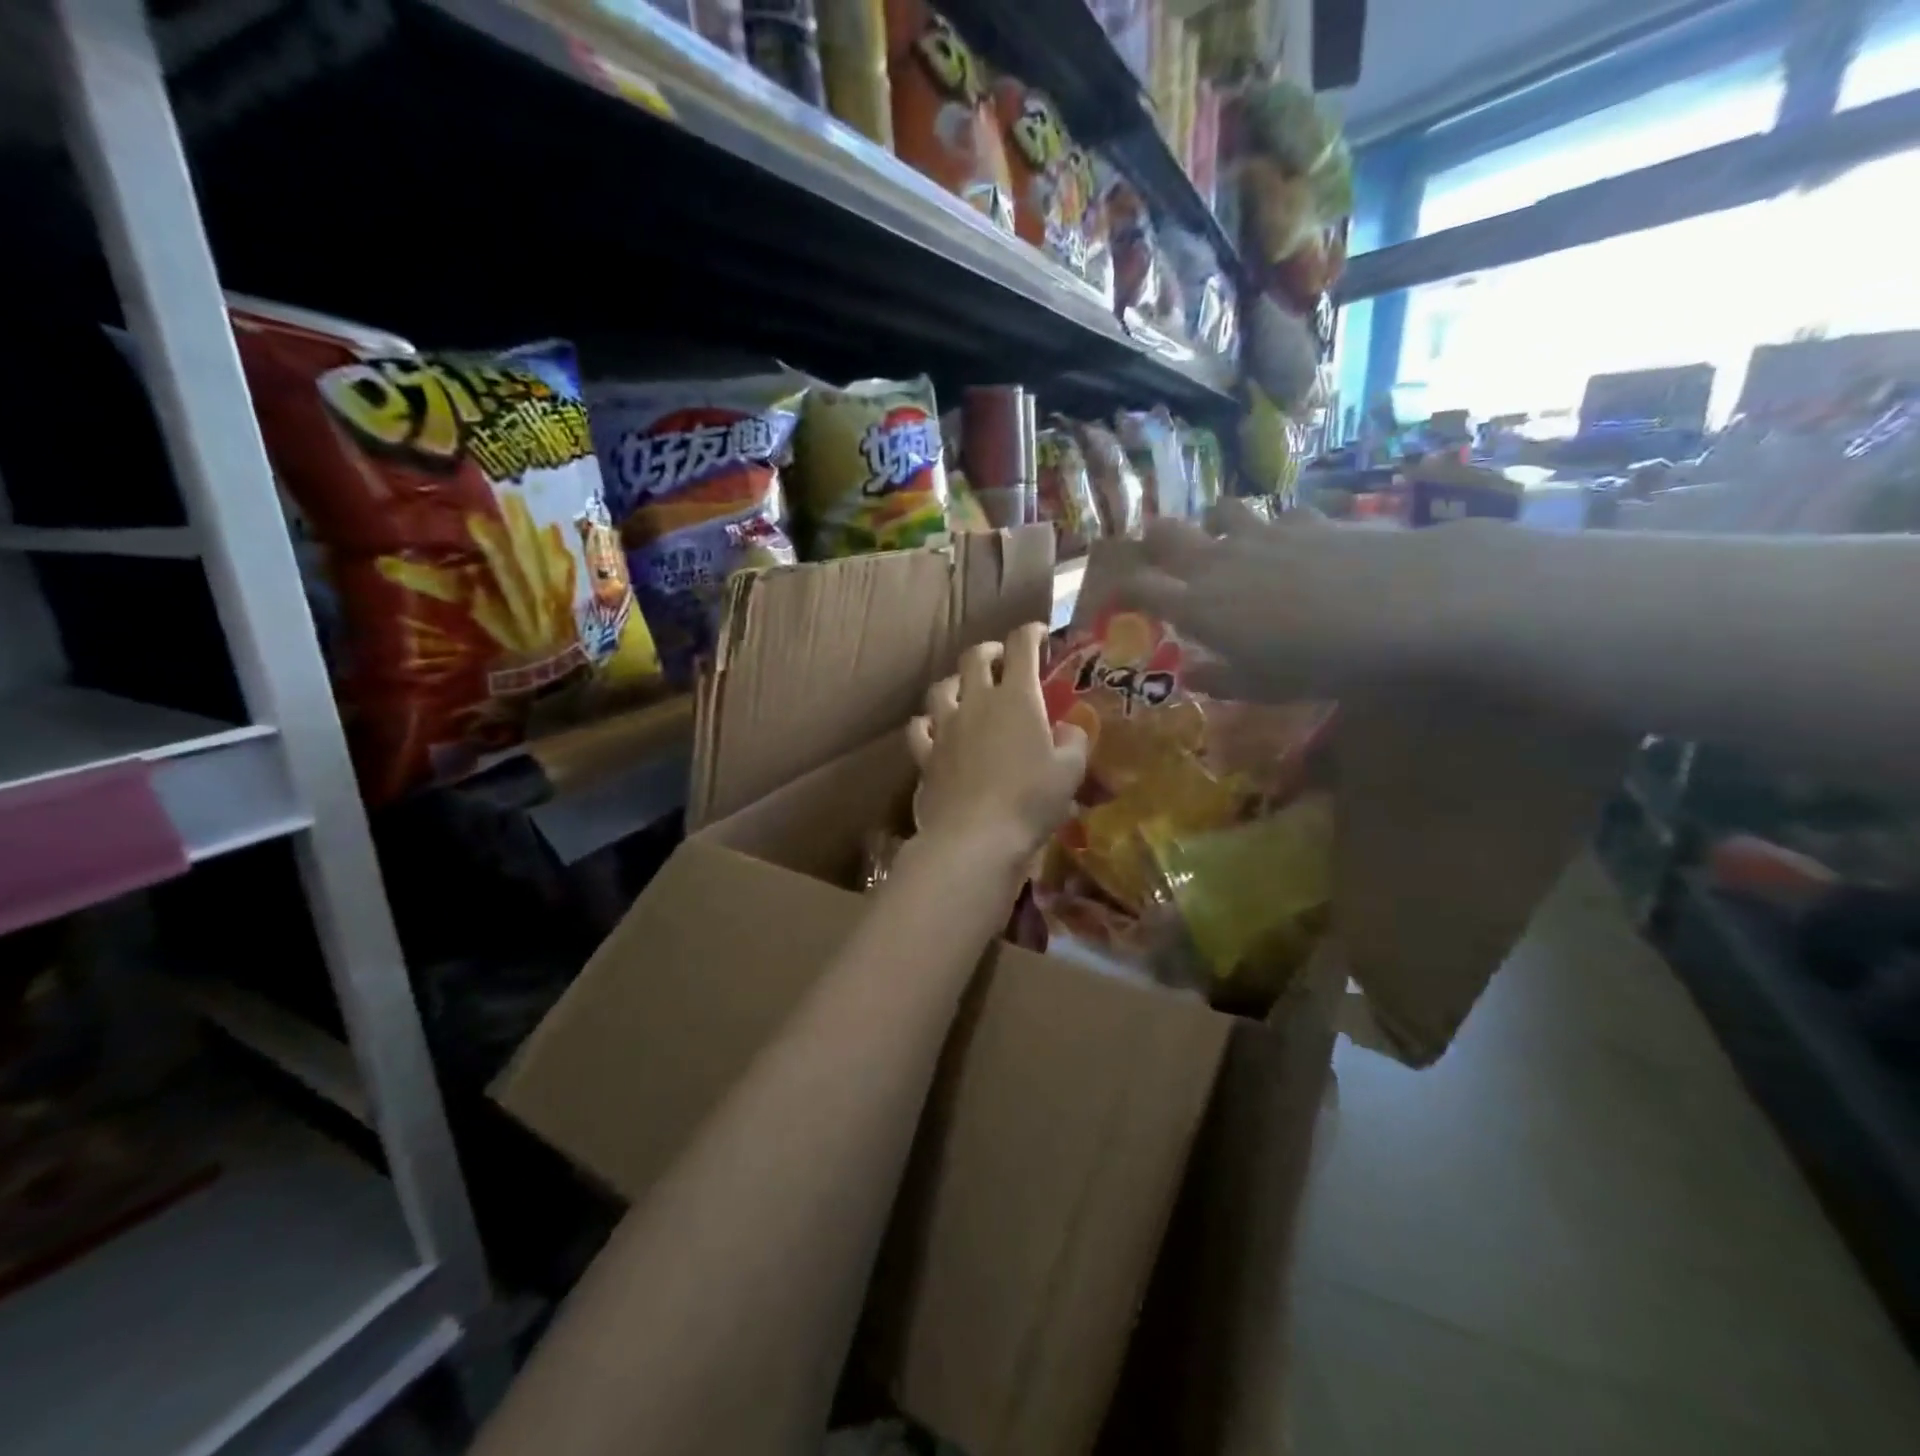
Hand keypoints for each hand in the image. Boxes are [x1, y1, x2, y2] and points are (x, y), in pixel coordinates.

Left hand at [907, 622, 1088, 864]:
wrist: (975, 837)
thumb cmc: (1030, 801)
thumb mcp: (1069, 772)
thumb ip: (1074, 742)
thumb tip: (1068, 728)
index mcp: (1017, 698)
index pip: (1021, 647)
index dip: (1030, 633)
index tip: (1039, 634)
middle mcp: (977, 702)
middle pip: (975, 658)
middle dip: (990, 651)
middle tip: (1001, 658)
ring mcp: (946, 727)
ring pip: (942, 688)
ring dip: (956, 682)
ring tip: (965, 689)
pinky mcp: (925, 755)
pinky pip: (919, 727)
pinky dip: (927, 722)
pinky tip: (934, 727)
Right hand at [1118, 501, 1475, 700]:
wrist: (1400, 605)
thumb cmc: (1319, 661)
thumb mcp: (1263, 687)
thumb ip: (1220, 680)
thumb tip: (1190, 676)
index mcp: (1198, 605)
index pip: (1141, 587)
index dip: (1122, 589)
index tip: (1116, 599)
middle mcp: (1219, 561)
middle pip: (1167, 535)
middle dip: (1152, 540)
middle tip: (1153, 551)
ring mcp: (1263, 533)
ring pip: (1220, 511)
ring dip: (1212, 522)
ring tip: (1220, 536)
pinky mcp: (1308, 519)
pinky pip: (1280, 515)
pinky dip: (1276, 526)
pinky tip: (1291, 540)